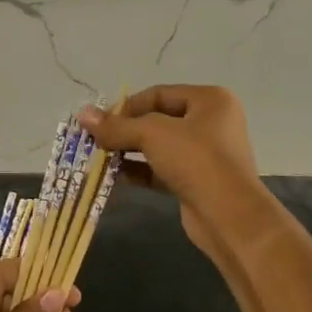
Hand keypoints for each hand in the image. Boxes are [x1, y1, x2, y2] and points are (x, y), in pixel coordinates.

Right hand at [80, 85, 264, 266]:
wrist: (229, 217)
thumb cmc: (195, 160)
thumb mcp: (152, 135)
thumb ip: (116, 126)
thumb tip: (83, 114)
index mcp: (210, 100)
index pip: (158, 94)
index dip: (127, 106)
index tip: (99, 121)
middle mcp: (211, 122)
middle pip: (158, 120)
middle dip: (125, 130)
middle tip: (95, 139)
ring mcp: (206, 154)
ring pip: (159, 146)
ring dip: (129, 151)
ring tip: (99, 157)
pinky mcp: (197, 181)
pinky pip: (162, 169)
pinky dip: (140, 170)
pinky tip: (115, 175)